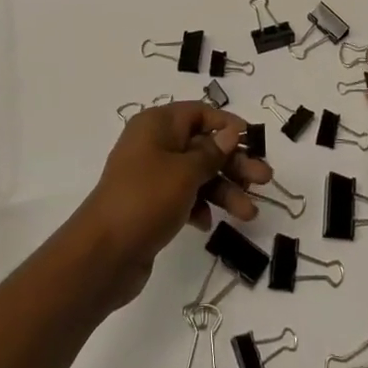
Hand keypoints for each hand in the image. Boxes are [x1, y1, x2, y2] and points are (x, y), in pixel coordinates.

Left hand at [74, 102, 272, 307]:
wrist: (103, 254)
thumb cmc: (146, 199)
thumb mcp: (185, 172)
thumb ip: (212, 152)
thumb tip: (231, 131)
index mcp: (157, 124)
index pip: (199, 113)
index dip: (227, 125)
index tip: (254, 141)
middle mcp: (154, 145)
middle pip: (203, 146)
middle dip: (234, 163)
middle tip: (265, 181)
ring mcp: (151, 176)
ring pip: (197, 175)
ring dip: (224, 190)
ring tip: (250, 214)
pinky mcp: (151, 205)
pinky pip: (184, 197)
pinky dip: (200, 207)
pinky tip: (208, 223)